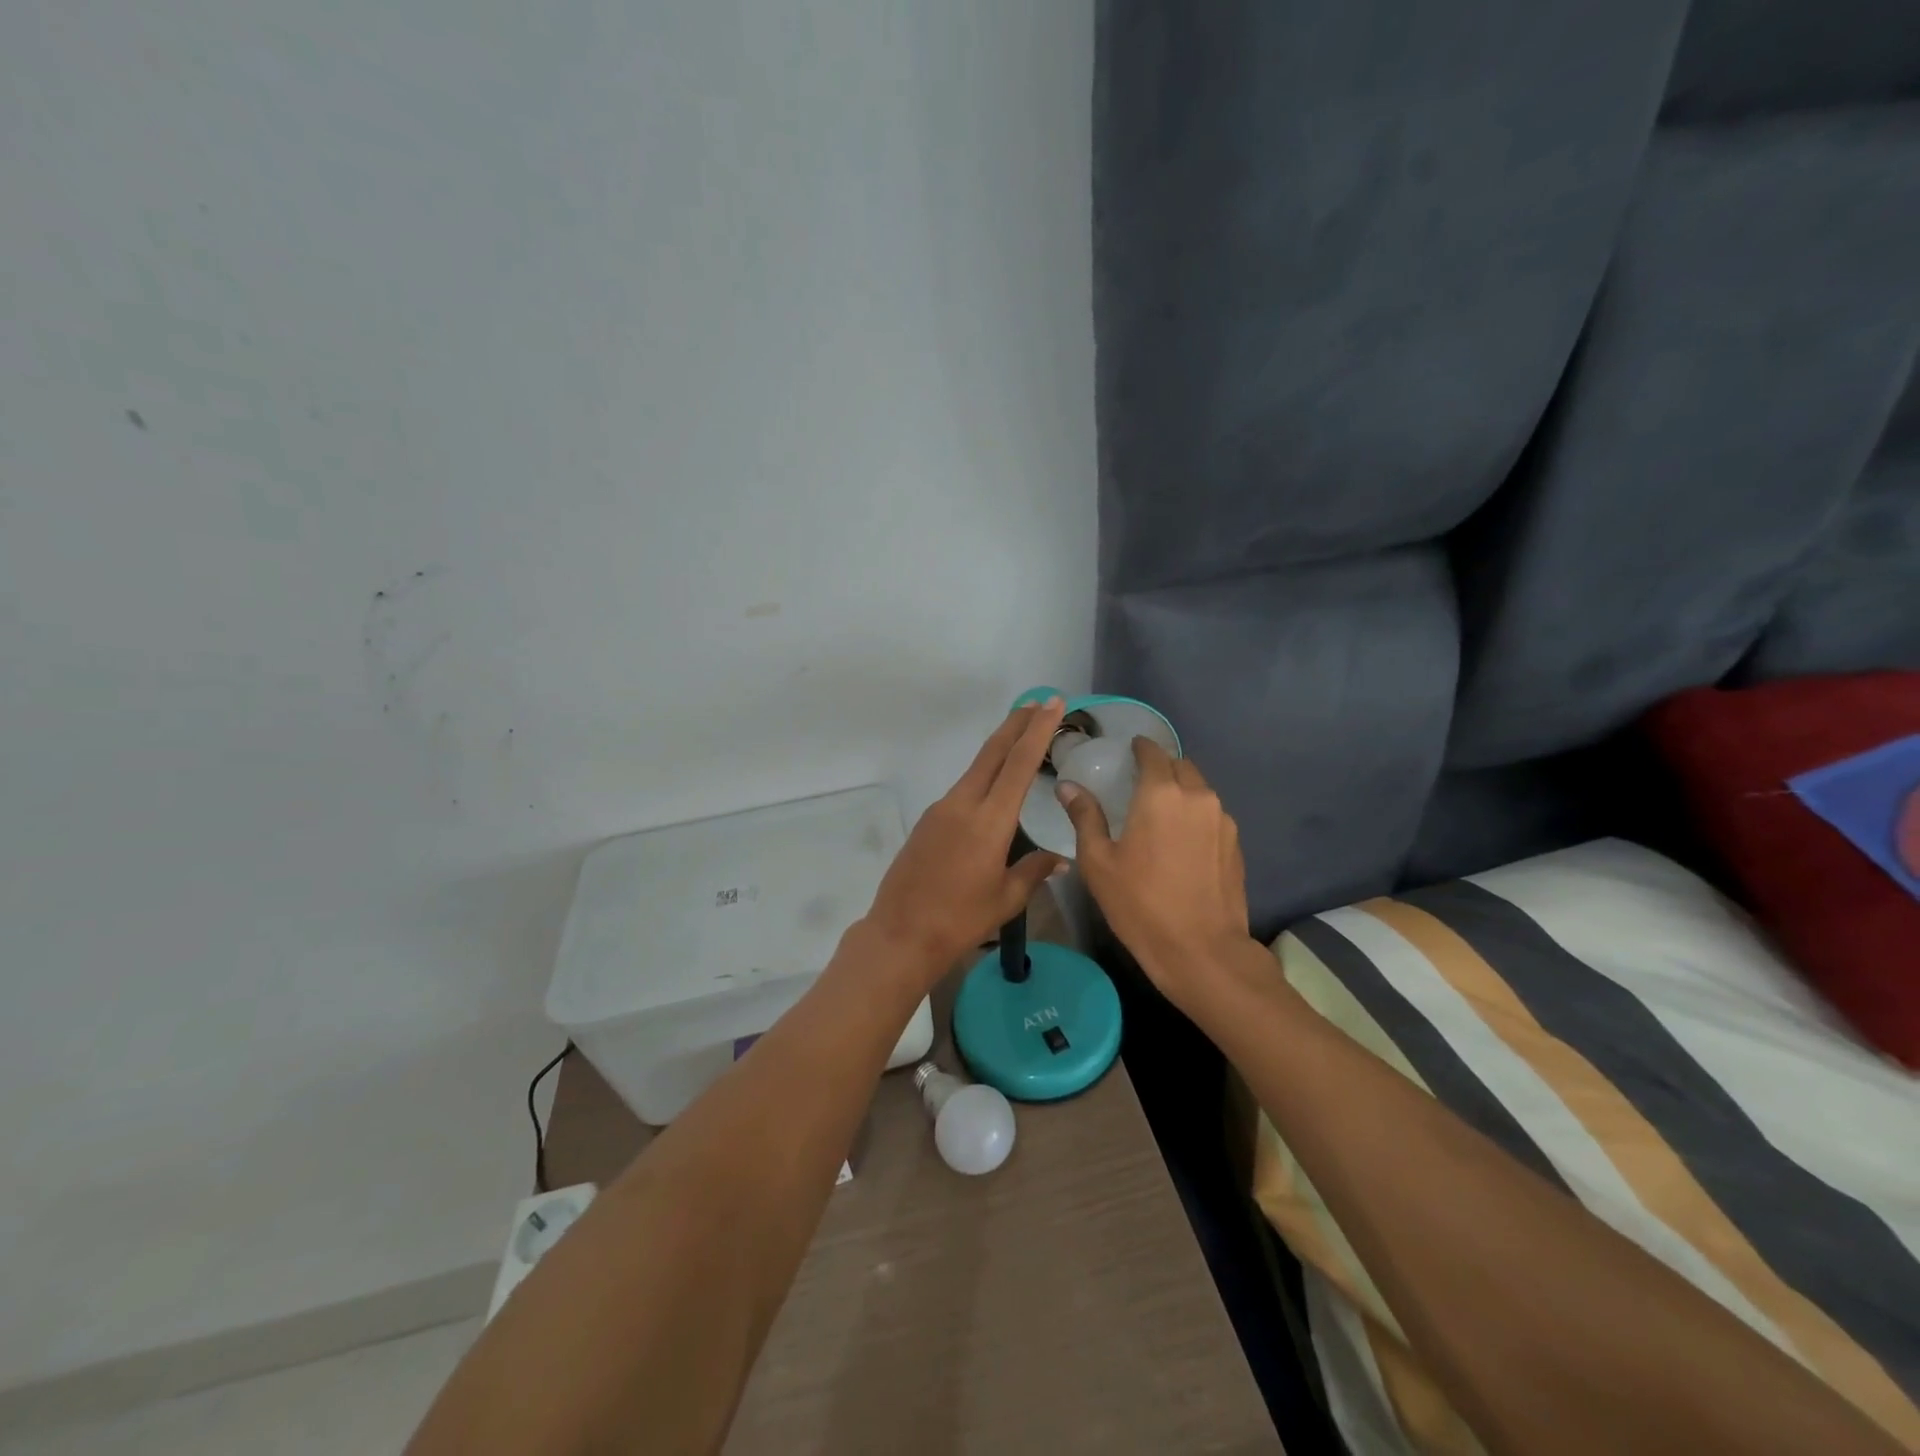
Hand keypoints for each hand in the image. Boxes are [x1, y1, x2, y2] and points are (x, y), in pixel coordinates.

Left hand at [863, 699, 1068, 981]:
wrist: (901, 934)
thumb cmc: (960, 920)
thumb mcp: (1006, 899)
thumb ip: (1034, 871)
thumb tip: (1060, 859)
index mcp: (989, 821)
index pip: (1018, 763)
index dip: (1037, 731)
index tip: (1052, 704)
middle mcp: (963, 804)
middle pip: (992, 753)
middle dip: (1017, 724)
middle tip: (1039, 702)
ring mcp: (941, 810)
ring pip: (976, 769)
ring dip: (999, 749)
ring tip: (1022, 739)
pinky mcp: (927, 821)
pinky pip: (962, 790)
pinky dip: (983, 777)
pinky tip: (993, 789)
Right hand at [1057, 738, 1252, 1004]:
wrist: (1202, 950)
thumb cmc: (1140, 904)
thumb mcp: (1099, 862)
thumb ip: (1085, 817)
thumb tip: (1068, 786)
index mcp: (1161, 794)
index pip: (1153, 753)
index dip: (1140, 747)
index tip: (1128, 750)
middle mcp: (1197, 797)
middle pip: (1180, 766)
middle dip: (1161, 766)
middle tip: (1140, 782)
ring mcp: (1223, 820)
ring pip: (1200, 790)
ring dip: (1181, 790)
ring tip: (1160, 811)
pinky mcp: (1236, 844)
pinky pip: (1212, 815)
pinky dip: (1195, 815)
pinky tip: (1181, 839)